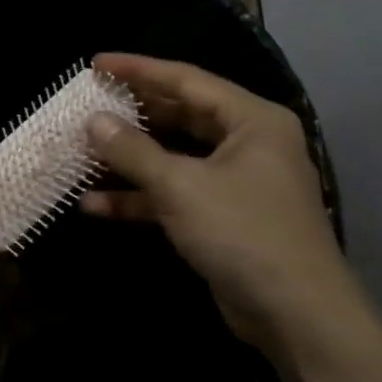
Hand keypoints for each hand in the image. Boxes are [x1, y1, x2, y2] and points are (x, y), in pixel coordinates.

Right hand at [82, 52, 363, 362]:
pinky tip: (95, 205)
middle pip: (180, 116)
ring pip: (174, 157)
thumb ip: (134, 150)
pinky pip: (176, 194)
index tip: (96, 64)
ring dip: (130, 160)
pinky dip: (140, 198)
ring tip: (84, 152)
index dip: (138, 70)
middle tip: (90, 102)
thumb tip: (93, 121)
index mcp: (252, 120)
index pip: (187, 80)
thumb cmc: (243, 233)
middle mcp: (248, 143)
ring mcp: (236, 182)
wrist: (297, 317)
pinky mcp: (223, 217)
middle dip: (133, 114)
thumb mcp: (181, 186)